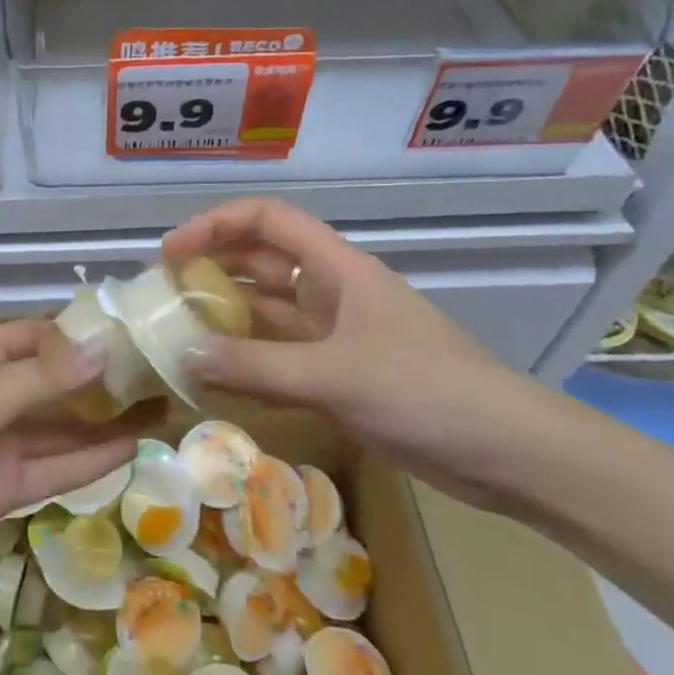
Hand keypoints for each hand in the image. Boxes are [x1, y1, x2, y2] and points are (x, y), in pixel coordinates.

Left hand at [0, 320, 149, 575]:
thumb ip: (37, 380)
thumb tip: (101, 347)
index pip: (39, 336)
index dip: (82, 334)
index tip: (135, 332)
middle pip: (56, 383)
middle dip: (102, 381)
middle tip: (163, 376)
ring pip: (61, 428)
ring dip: (104, 422)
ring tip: (161, 412)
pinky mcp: (2, 489)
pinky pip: (53, 469)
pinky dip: (89, 462)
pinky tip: (130, 452)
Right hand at [163, 197, 581, 512]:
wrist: (510, 453)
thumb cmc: (426, 391)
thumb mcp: (337, 376)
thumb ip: (258, 367)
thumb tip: (183, 355)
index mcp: (337, 268)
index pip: (267, 220)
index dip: (215, 224)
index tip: (171, 252)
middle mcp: (332, 292)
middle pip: (261, 263)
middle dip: (212, 269)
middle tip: (163, 294)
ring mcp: (337, 335)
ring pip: (268, 312)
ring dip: (226, 318)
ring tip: (177, 333)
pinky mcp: (342, 375)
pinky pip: (281, 357)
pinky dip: (248, 362)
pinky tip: (215, 378)